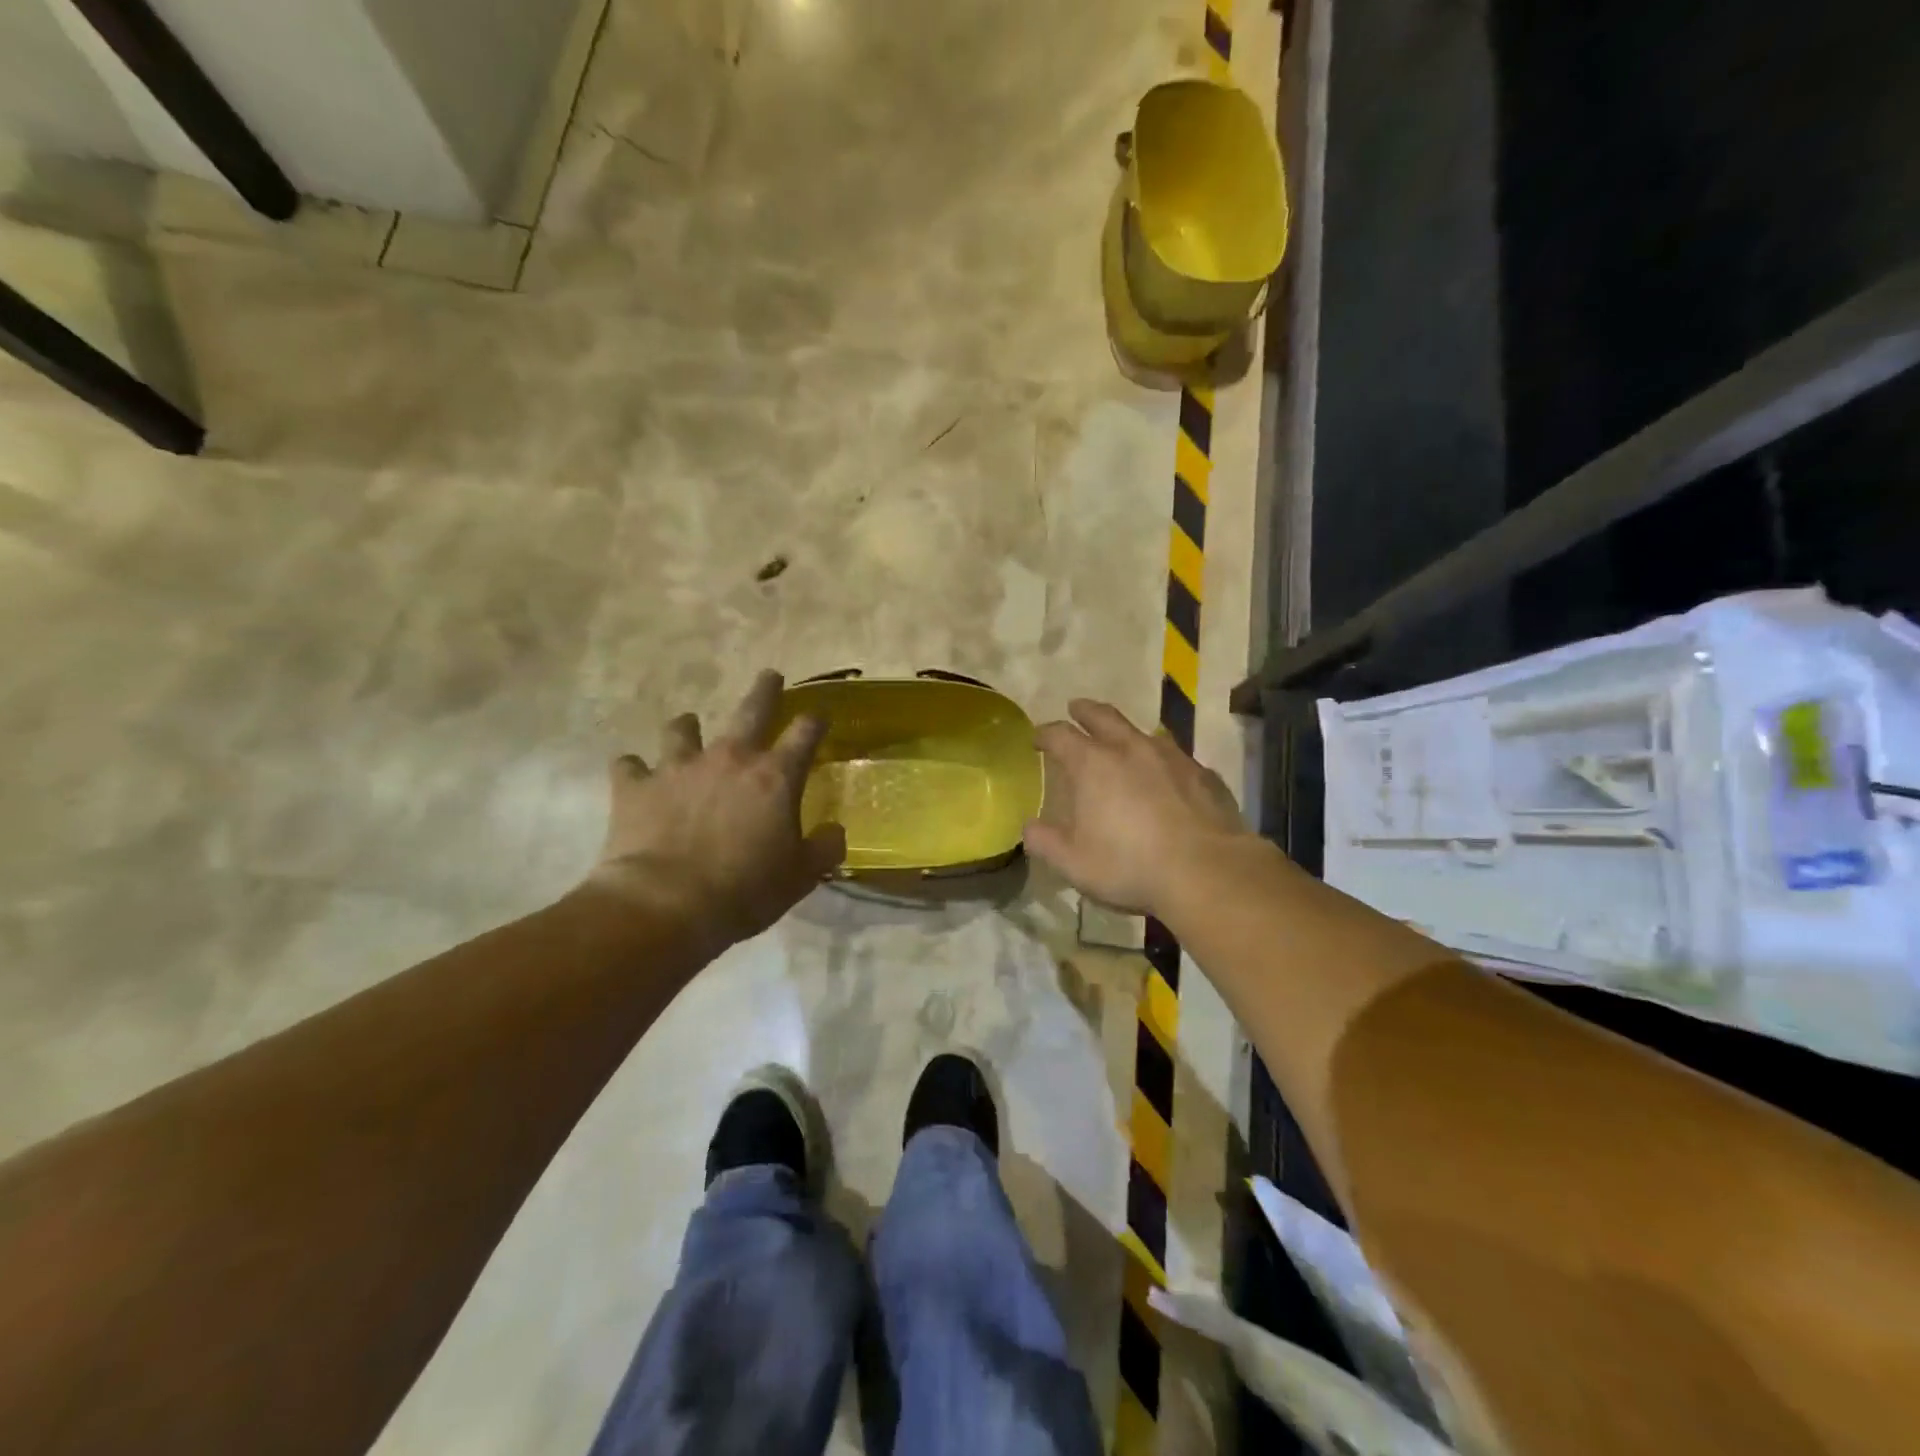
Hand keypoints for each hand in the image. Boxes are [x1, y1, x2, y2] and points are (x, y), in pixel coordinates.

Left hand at [585, 670, 845, 950]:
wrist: (666, 905)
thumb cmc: (745, 890)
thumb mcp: (800, 877)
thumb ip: (824, 849)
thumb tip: (835, 832)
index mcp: (774, 776)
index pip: (805, 733)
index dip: (815, 721)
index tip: (819, 717)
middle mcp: (729, 758)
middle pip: (752, 709)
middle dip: (765, 690)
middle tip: (770, 676)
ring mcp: (679, 767)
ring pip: (682, 729)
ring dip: (688, 727)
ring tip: (688, 728)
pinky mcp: (636, 786)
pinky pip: (629, 765)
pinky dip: (634, 769)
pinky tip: (634, 776)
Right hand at [1024, 699, 1252, 916]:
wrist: (1206, 871)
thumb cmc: (1130, 865)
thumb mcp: (1074, 863)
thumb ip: (1046, 842)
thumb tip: (1030, 828)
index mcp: (1093, 764)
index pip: (1061, 735)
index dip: (1045, 733)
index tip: (1038, 738)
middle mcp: (1131, 749)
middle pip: (1103, 716)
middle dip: (1085, 710)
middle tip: (1076, 708)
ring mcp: (1172, 757)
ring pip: (1143, 732)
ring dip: (1127, 732)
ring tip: (1122, 741)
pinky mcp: (1203, 774)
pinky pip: (1176, 758)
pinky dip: (1162, 761)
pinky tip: (1165, 777)